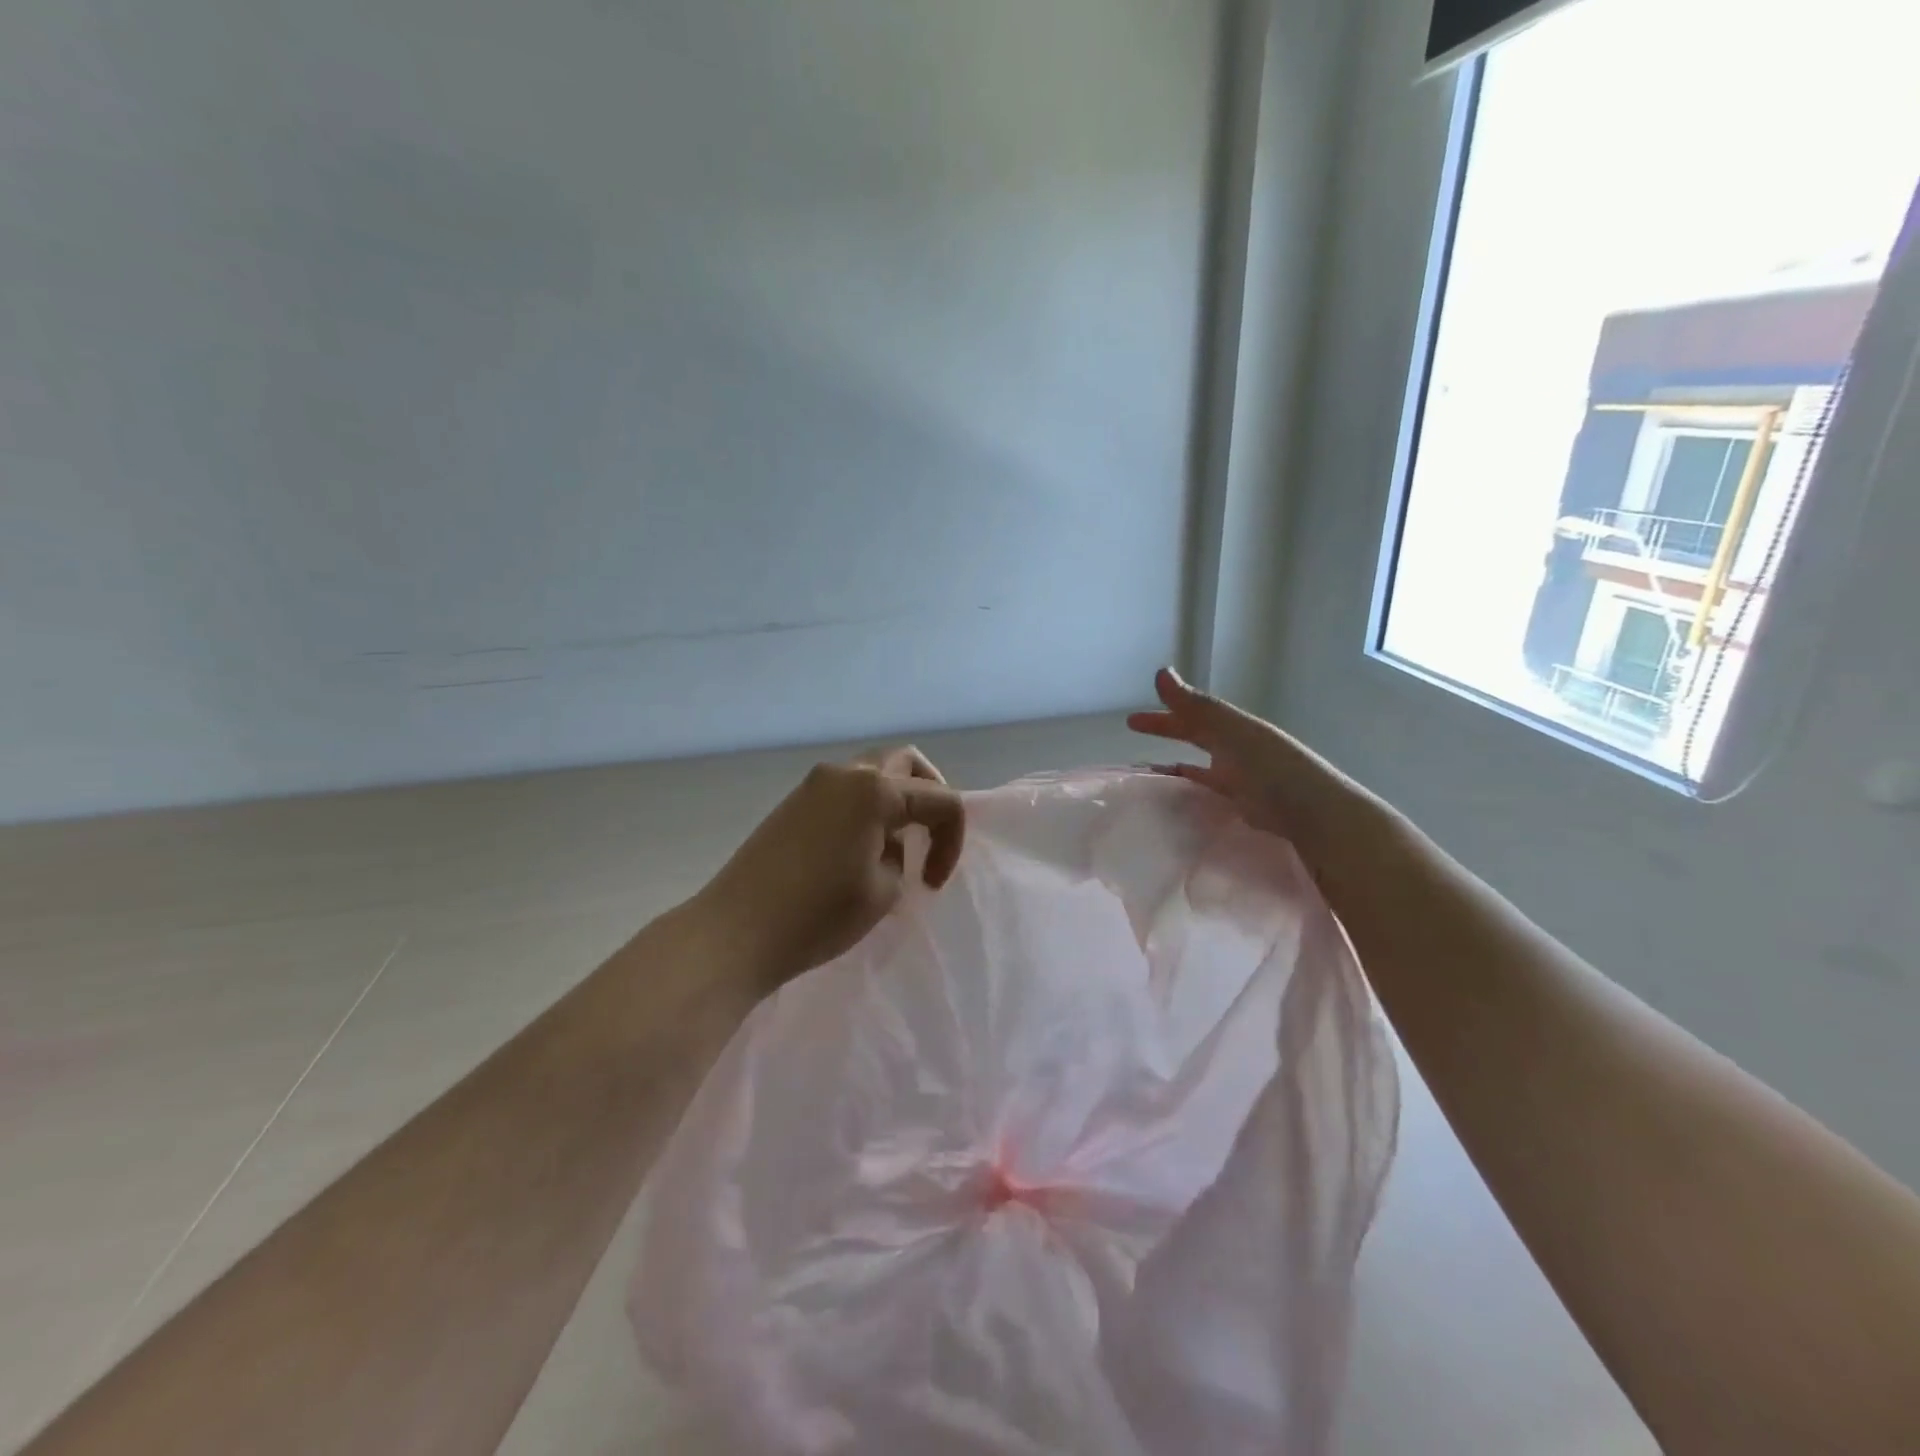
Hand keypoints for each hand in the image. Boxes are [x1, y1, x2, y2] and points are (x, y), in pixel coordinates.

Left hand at [692, 747, 966, 992]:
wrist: (735, 932)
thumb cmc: (817, 915)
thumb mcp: (883, 891)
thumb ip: (898, 857)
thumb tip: (885, 845)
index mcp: (875, 790)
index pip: (940, 800)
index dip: (951, 841)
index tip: (932, 883)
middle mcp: (846, 773)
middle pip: (907, 764)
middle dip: (929, 798)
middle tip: (928, 839)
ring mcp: (814, 784)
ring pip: (873, 773)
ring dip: (895, 801)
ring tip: (892, 849)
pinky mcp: (793, 803)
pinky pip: (845, 791)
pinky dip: (866, 809)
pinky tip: (859, 850)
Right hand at [1128, 667, 1381, 879]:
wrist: (1315, 814)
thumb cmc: (1272, 768)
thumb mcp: (1232, 732)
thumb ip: (1196, 707)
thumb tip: (1161, 672)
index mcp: (1234, 731)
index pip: (1192, 718)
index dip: (1162, 718)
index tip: (1130, 721)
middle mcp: (1237, 753)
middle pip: (1196, 739)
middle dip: (1167, 735)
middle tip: (1133, 739)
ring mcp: (1241, 783)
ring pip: (1200, 770)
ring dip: (1175, 770)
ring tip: (1146, 777)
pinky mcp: (1244, 810)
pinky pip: (1208, 797)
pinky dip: (1190, 796)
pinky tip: (1176, 805)